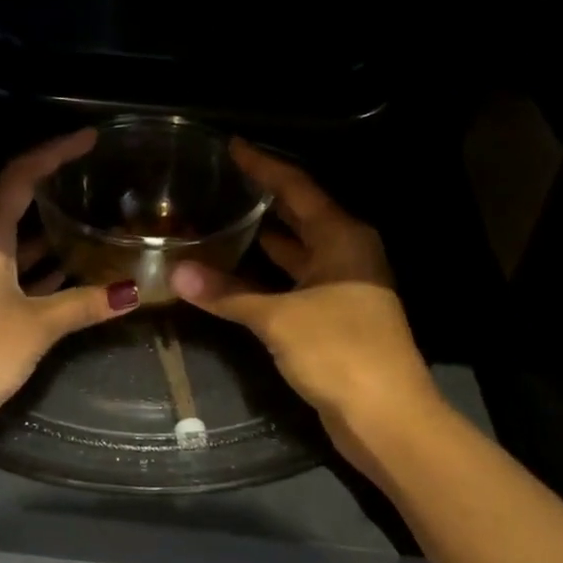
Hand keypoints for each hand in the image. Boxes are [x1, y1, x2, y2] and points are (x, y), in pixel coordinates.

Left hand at [0, 129, 139, 431]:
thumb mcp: (37, 325)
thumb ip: (84, 304)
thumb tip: (132, 291)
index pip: (18, 178)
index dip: (54, 153)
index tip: (88, 139)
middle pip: (7, 204)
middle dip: (46, 188)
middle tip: (84, 178)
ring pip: (5, 242)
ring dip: (39, 233)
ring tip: (81, 224)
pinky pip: (1, 272)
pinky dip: (30, 269)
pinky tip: (58, 276)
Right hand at [169, 141, 439, 469]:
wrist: (385, 415)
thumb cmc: (339, 351)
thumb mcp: (279, 318)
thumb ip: (227, 293)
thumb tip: (177, 273)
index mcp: (343, 238)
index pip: (298, 187)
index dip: (264, 166)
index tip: (232, 147)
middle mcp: (347, 254)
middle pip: (300, 216)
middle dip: (264, 200)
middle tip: (221, 184)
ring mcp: (344, 288)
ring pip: (298, 253)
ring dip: (265, 240)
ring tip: (223, 221)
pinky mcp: (335, 318)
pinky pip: (296, 283)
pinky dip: (269, 277)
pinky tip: (239, 275)